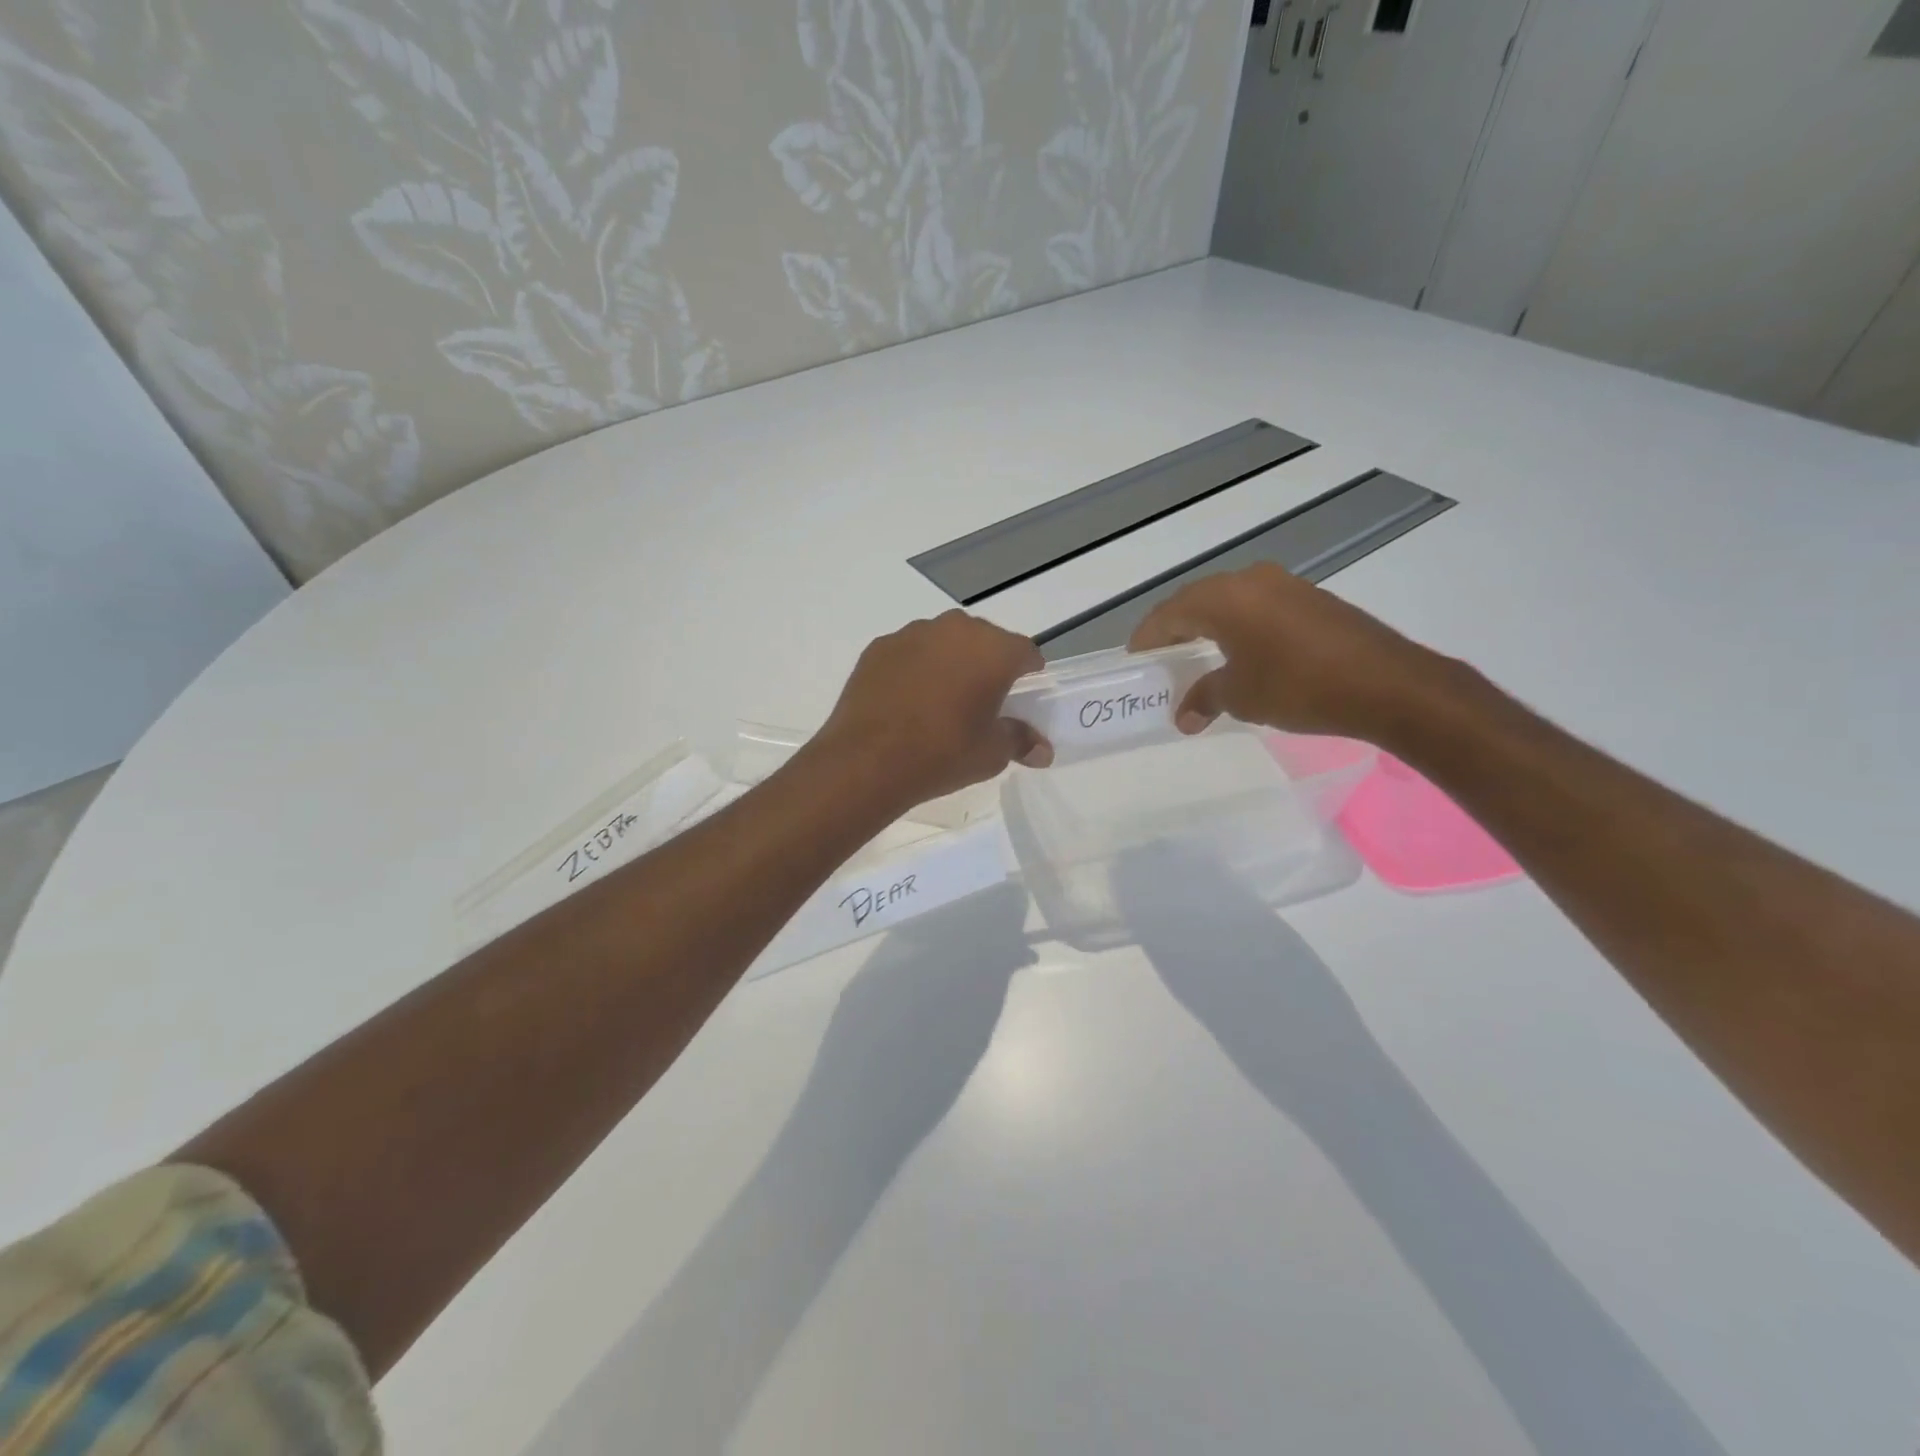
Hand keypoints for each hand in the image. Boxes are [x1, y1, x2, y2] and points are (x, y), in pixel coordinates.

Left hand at [816, 610, 1051, 809]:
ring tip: (940, 702)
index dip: (1028, 675)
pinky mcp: (879, 647)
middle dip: (987, 665)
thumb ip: (1020, 741)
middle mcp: (955, 629)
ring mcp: (912, 634)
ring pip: (944, 642)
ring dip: (950, 663)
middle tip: (981, 702)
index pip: (1025, 653)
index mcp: (993, 649)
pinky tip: (906, 701)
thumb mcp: (991, 754)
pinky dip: (915, 669)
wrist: (867, 760)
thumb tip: (1043, 751)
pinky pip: (910, 653)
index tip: (1021, 699)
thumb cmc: (943, 753)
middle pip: (984, 641)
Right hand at [1127, 563, 1457, 739]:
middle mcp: (1250, 580)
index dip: (1147, 638)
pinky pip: (1258, 606)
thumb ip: (1204, 698)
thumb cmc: (1299, 687)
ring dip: (1208, 627)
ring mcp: (1284, 585)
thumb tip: (1184, 716)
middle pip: (1196, 601)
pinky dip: (1239, 626)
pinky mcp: (1311, 598)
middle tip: (1162, 659)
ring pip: (1229, 601)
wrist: (1388, 684)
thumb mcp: (1241, 696)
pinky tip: (1242, 652)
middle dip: (1175, 630)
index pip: (1168, 614)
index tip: (1135, 660)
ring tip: (1197, 657)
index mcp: (1223, 598)